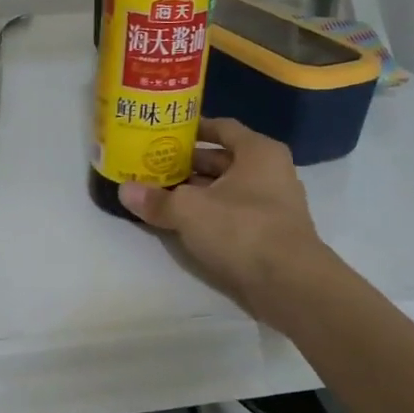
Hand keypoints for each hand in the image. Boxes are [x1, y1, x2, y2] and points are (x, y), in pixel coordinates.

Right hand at [117, 118, 338, 334]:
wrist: (289, 285)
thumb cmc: (241, 228)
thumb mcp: (188, 209)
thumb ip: (156, 199)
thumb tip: (124, 191)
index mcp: (258, 152)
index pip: (222, 128)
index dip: (193, 128)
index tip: (165, 132)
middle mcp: (270, 172)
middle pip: (222, 160)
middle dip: (187, 163)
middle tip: (152, 164)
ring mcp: (272, 206)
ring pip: (226, 189)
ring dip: (195, 191)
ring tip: (159, 193)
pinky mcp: (268, 235)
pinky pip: (232, 214)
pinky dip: (208, 214)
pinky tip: (181, 222)